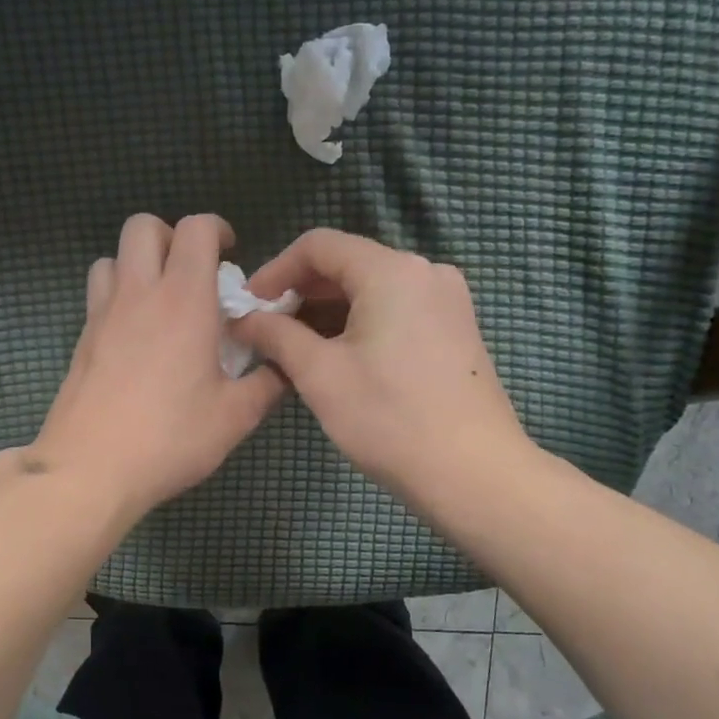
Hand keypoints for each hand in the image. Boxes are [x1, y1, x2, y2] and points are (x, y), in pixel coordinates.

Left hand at [22, 213, 285, 517]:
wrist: (89, 469)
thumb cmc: (169, 439)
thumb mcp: (235, 417)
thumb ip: (268, 383)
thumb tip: (287, 365)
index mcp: (184, 300)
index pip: (195, 228)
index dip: (217, 229)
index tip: (231, 256)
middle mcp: (139, 293)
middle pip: (143, 226)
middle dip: (172, 236)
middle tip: (193, 273)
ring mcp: (102, 314)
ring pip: (113, 257)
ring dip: (139, 264)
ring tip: (161, 302)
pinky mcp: (81, 339)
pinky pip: (98, 293)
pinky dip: (118, 295)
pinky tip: (136, 336)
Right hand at [231, 229, 529, 500]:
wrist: (473, 473)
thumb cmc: (389, 418)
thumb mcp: (320, 374)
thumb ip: (276, 335)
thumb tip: (245, 320)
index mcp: (391, 271)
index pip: (318, 245)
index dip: (275, 270)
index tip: (248, 306)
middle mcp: (425, 272)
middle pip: (347, 264)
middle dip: (300, 293)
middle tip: (265, 331)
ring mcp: (446, 301)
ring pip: (371, 290)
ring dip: (327, 312)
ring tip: (293, 349)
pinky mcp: (455, 330)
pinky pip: (395, 311)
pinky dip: (359, 325)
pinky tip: (336, 358)